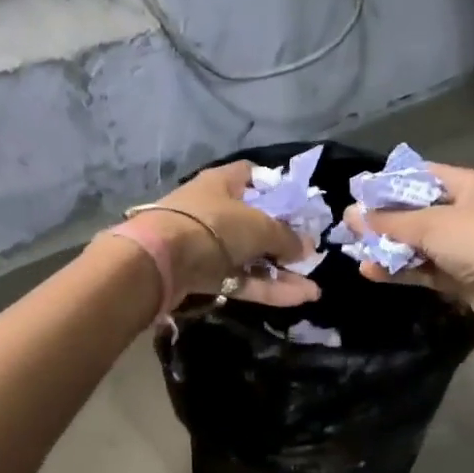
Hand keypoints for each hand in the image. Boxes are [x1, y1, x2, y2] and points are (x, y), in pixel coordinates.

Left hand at [132, 161, 320, 307]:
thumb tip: (307, 247)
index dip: (276, 186)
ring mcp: (207, 246)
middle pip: (254, 222)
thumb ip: (286, 237)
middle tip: (311, 253)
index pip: (251, 175)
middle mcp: (214, 210)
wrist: (159, 262)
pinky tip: (301, 297)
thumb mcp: (259, 226)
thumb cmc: (213, 226)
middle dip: (283, 239)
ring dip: (281, 272)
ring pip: (250, 257)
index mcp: (222, 183)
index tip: (298, 205)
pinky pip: (242, 280)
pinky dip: (269, 288)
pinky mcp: (204, 276)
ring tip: (314, 285)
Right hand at [341, 163, 473, 355]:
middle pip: (416, 210)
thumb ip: (389, 221)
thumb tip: (350, 214)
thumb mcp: (432, 225)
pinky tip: (370, 272)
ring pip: (417, 242)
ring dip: (387, 247)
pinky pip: (423, 268)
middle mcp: (466, 211)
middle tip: (347, 227)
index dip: (388, 183)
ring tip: (353, 251)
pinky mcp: (459, 276)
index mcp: (469, 185)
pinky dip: (399, 269)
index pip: (421, 175)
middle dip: (382, 219)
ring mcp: (463, 246)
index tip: (356, 194)